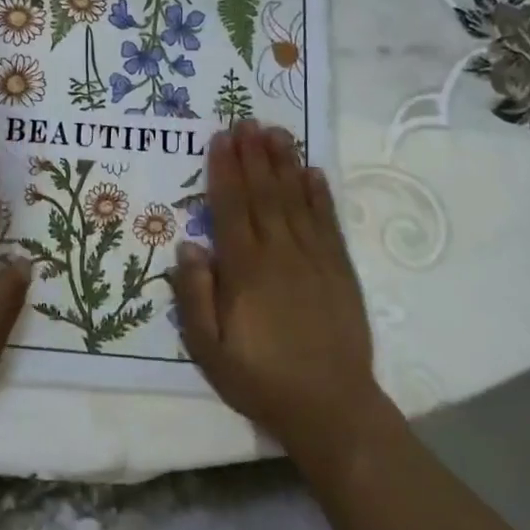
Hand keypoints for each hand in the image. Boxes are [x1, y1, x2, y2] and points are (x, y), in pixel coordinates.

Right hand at [167, 120, 396, 463]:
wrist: (332, 409)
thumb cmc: (261, 379)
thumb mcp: (209, 350)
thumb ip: (195, 297)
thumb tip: (189, 246)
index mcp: (246, 270)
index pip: (231, 207)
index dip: (224, 170)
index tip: (220, 137)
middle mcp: (280, 254)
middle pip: (264, 194)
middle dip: (254, 155)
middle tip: (247, 120)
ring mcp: (315, 259)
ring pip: (296, 200)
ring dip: (285, 163)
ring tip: (276, 132)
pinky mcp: (340, 270)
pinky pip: (327, 223)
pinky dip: (320, 195)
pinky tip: (313, 172)